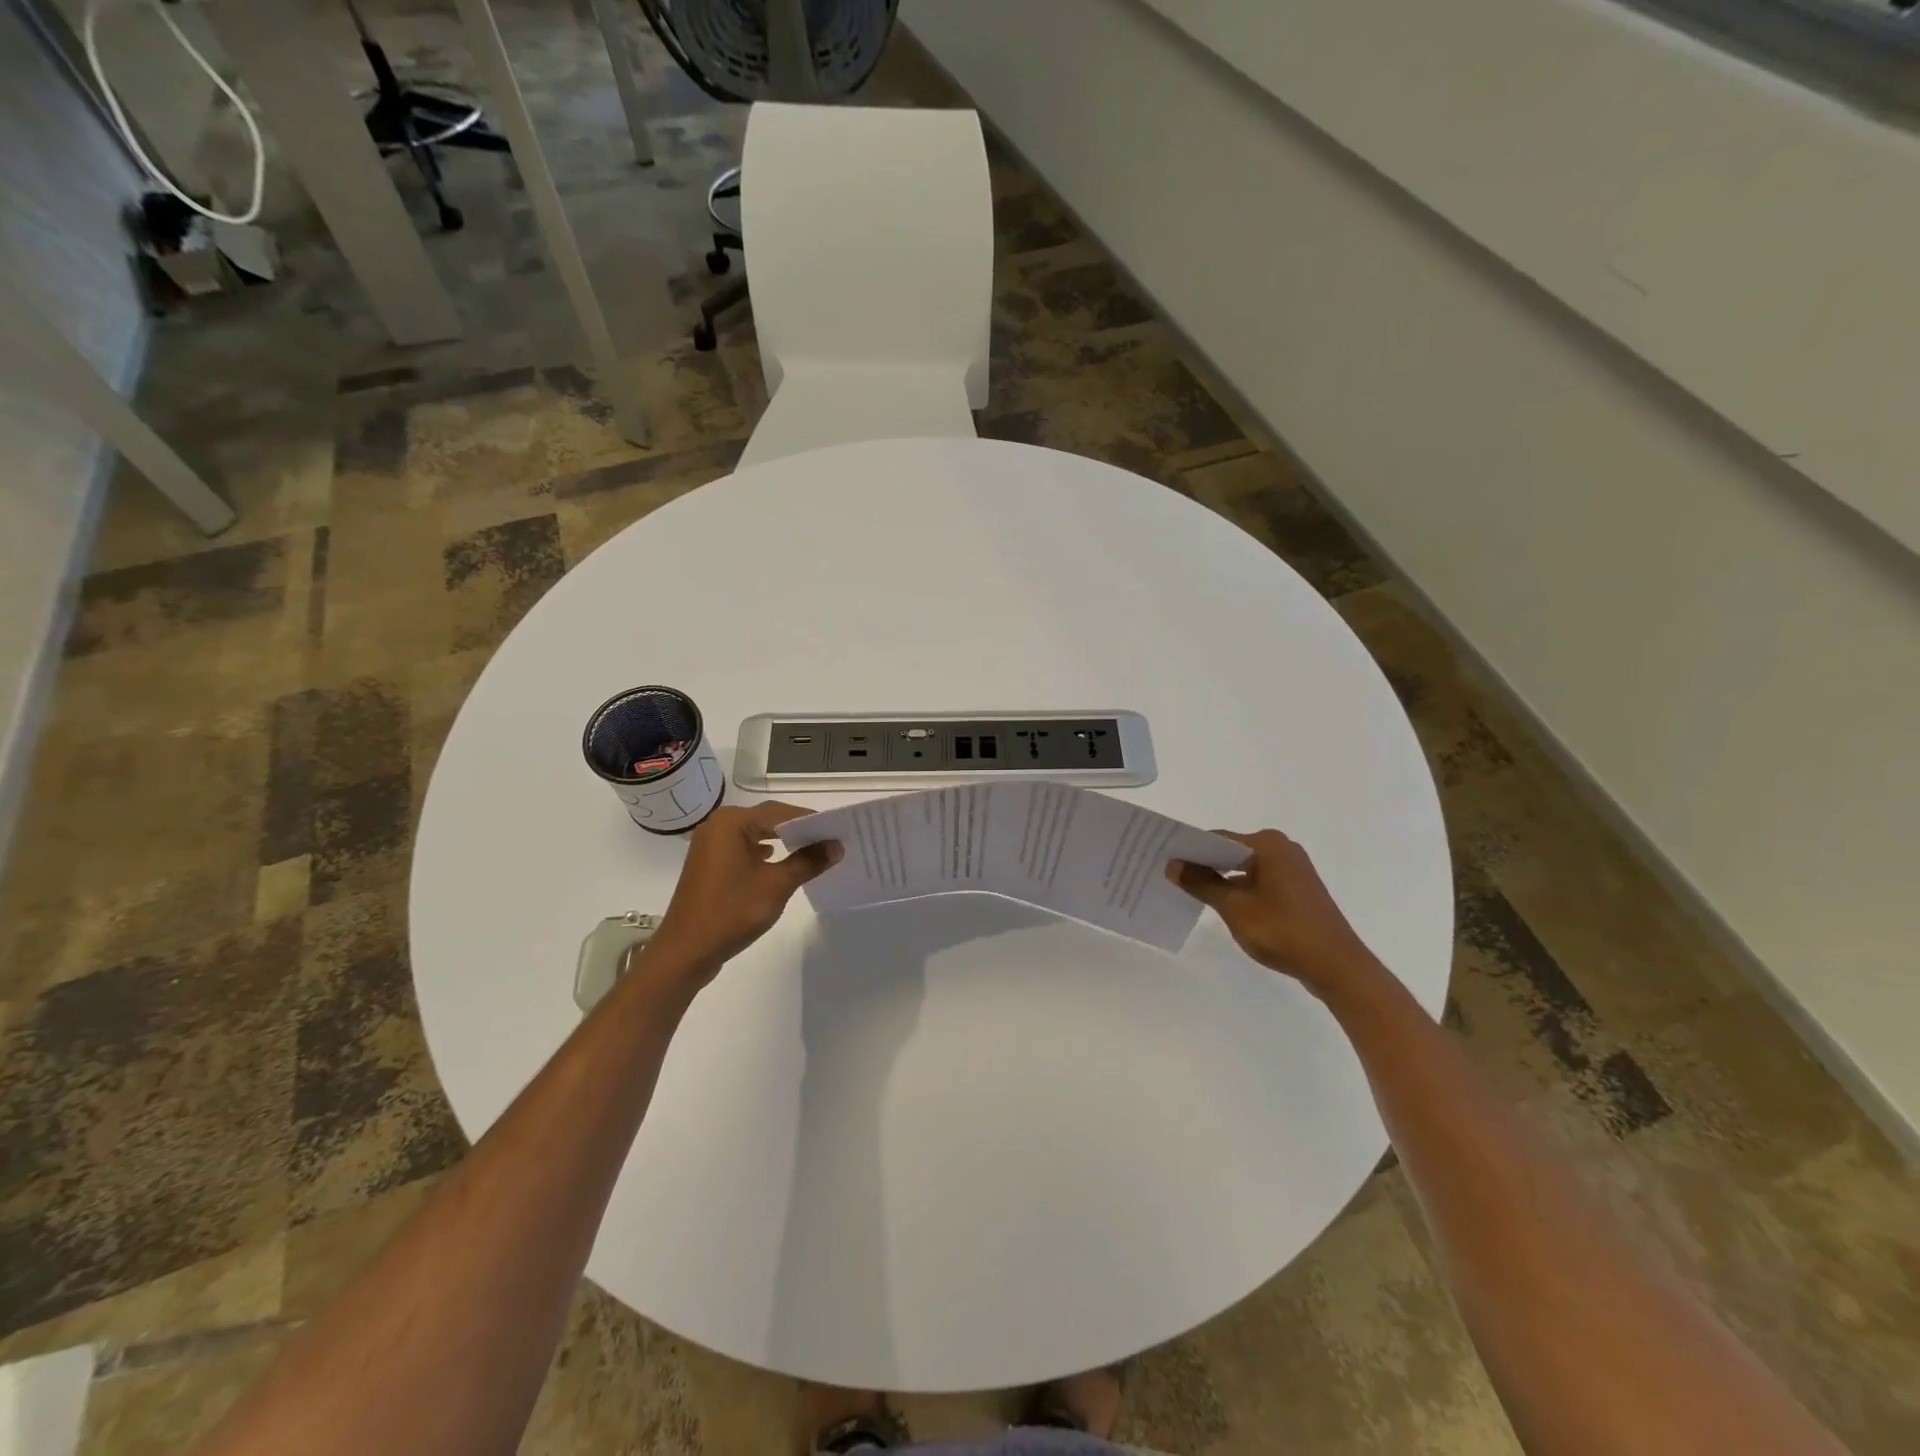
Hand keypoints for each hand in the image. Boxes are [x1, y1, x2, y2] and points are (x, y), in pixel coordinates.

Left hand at [645, 802, 841, 983]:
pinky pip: (744, 848)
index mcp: (732, 822)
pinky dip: (765, 853)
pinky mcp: (710, 864)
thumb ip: (808, 861)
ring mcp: (711, 845)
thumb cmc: (731, 911)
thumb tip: (836, 846)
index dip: (812, 820)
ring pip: (756, 834)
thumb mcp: (776, 885)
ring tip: (814, 851)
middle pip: (768, 819)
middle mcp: (718, 825)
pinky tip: (781, 861)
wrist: (686, 951)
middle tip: (831, 839)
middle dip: (799, 830)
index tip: (839, 830)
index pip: (781, 812)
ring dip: (783, 841)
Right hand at [1168, 829, 1377, 997]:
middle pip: (1231, 851)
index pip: (1217, 838)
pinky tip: (1221, 903)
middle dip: (1203, 863)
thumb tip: (1173, 865)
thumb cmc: (1282, 930)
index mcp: (1267, 844)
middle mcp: (1282, 848)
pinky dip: (1239, 888)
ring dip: (1221, 878)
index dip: (1189, 849)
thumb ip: (1202, 883)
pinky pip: (1259, 880)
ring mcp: (1293, 869)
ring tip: (1190, 891)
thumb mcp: (1234, 907)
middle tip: (1170, 875)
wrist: (1336, 966)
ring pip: (1245, 867)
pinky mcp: (1298, 889)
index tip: (1163, 859)